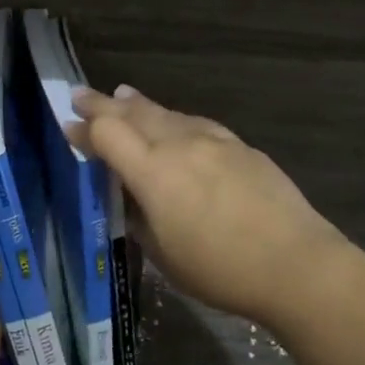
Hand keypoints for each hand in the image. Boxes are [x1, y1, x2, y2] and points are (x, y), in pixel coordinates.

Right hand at [71, 86, 352, 328]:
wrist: (296, 262)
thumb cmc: (221, 270)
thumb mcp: (163, 254)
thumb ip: (138, 216)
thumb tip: (128, 194)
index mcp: (153, 172)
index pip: (107, 134)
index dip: (84, 129)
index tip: (68, 126)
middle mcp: (179, 144)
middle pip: (133, 113)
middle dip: (103, 104)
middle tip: (81, 95)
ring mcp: (213, 140)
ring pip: (166, 113)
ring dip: (139, 106)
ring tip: (123, 97)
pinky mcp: (239, 145)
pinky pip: (195, 122)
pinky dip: (174, 118)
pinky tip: (174, 122)